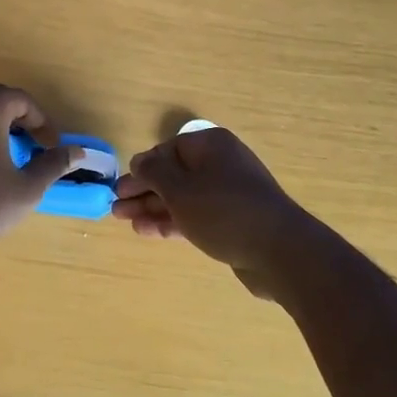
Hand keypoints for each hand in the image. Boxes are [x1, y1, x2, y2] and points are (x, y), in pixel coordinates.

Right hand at [112, 126, 312, 297]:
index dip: (143, 167)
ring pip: (182, 197)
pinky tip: (148, 231)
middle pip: (174, 174)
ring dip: (153, 208)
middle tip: (116, 207)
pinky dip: (172, 221)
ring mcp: (228, 194)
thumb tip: (140, 161)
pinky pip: (196, 216)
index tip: (122, 186)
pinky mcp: (233, 221)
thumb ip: (154, 172)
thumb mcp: (180, 189)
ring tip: (124, 220)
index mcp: (210, 145)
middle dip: (144, 191)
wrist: (279, 251)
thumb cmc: (223, 210)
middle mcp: (221, 164)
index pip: (168, 150)